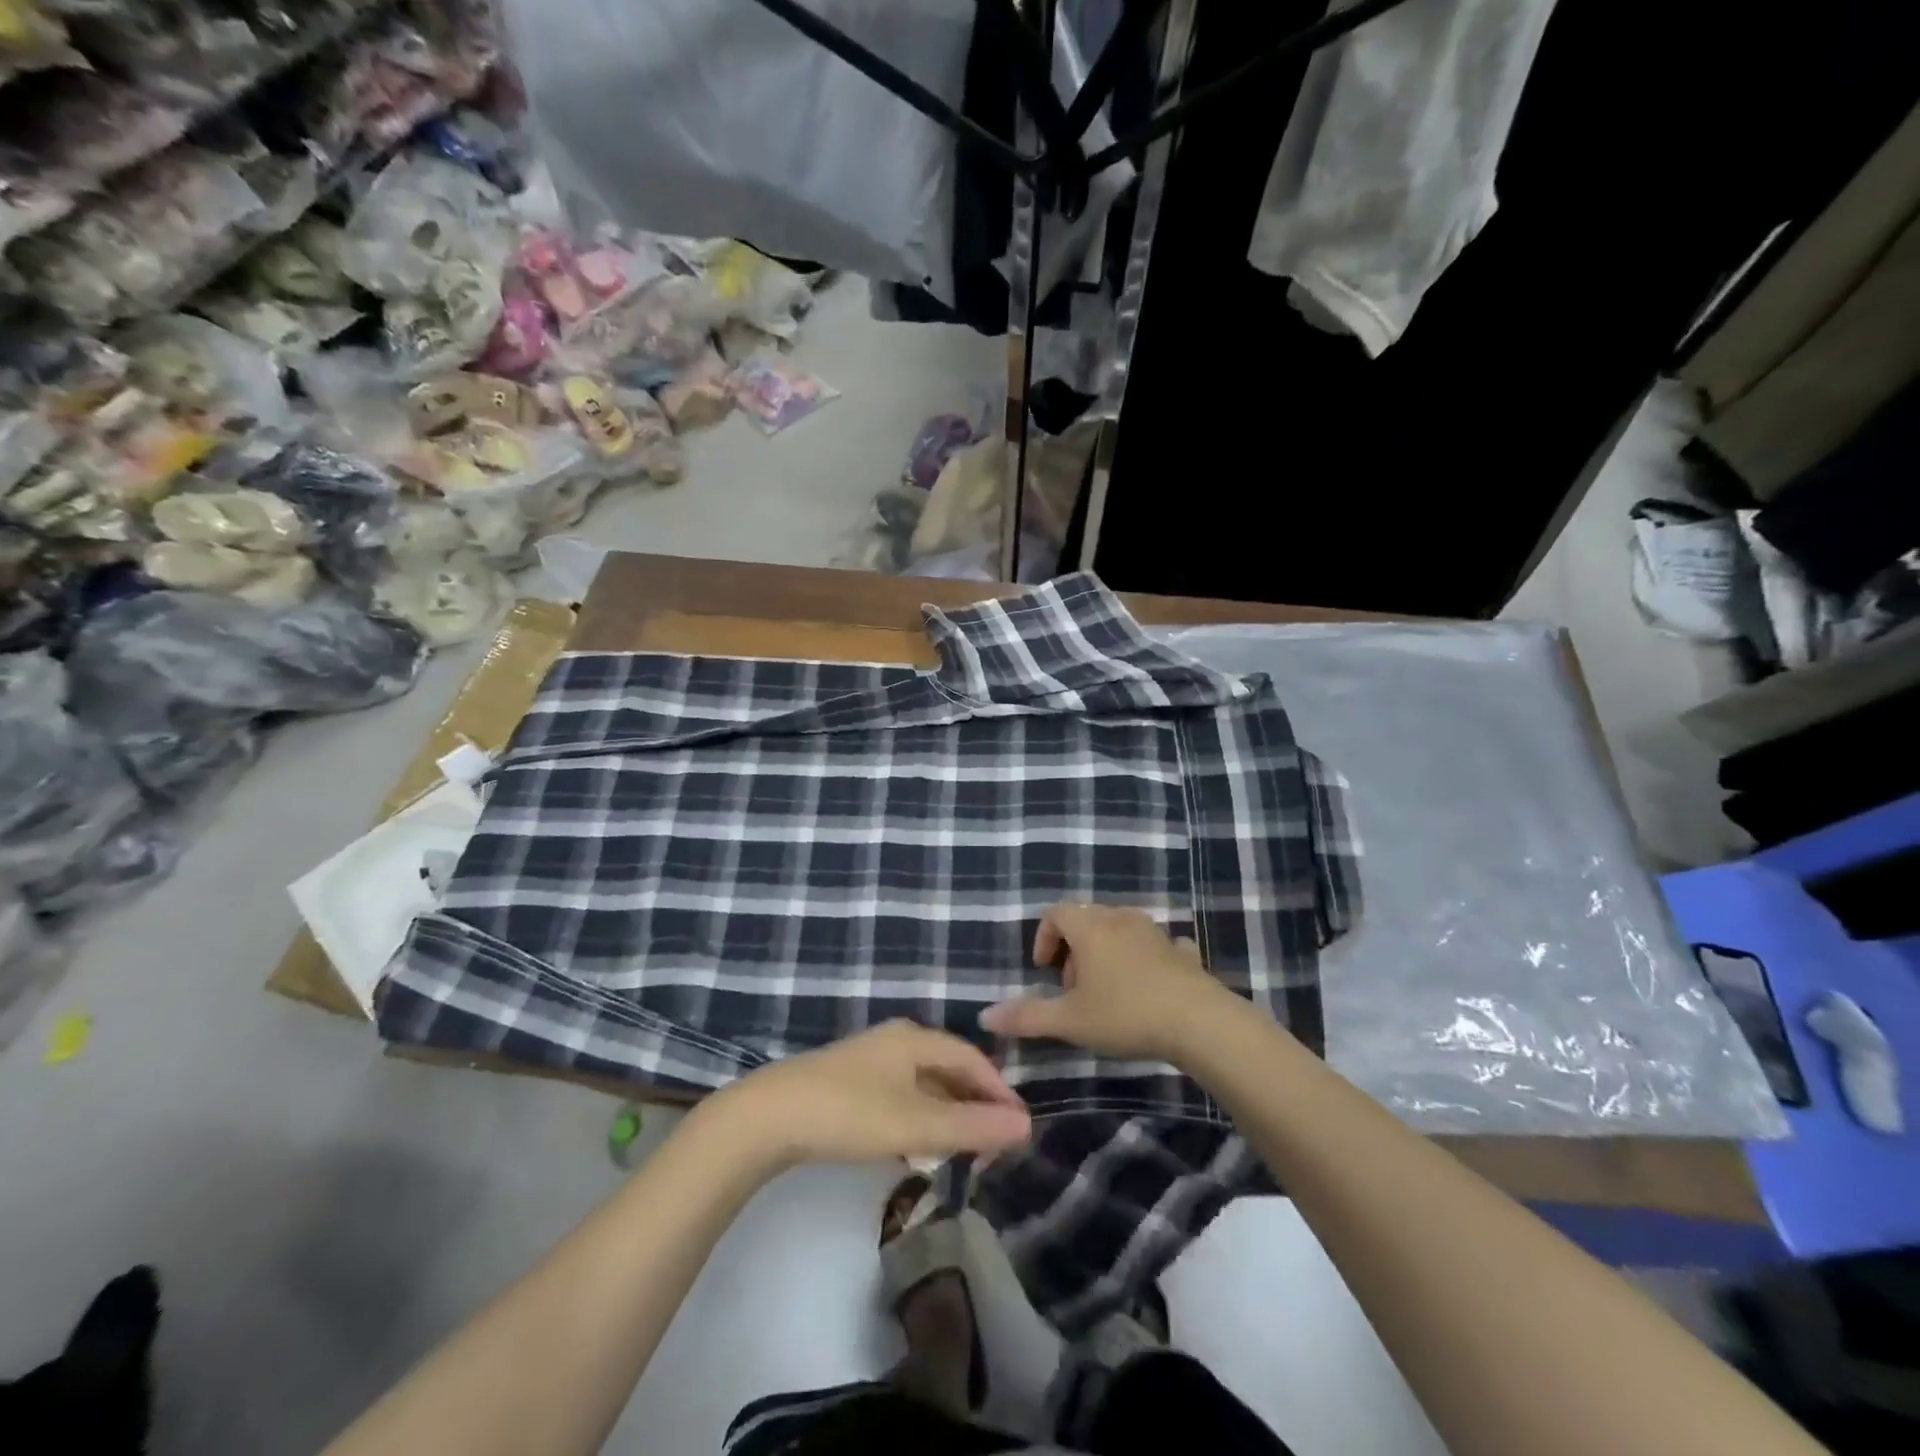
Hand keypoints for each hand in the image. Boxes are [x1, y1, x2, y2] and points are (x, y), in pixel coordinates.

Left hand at [712, 1021, 1031, 1171]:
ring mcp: (868, 1059)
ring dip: (946, 1110)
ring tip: (961, 1145)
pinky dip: (919, 1114)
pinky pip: (899, 1092)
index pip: (971, 1057)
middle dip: (974, 1101)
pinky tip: (914, 1143)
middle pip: (947, 1066)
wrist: (768, 1116)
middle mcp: (895, 1040)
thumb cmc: (850, 1113)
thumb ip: (971, 1126)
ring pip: (922, 1081)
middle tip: (993, 1140)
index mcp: (915, 1039)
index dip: (998, 1089)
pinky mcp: (847, 1081)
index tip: (1018, 1124)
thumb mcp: (916, 1124)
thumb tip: (1026, 1125)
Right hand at [979, 902, 1239, 1061]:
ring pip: (1120, 929)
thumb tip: (985, 1016)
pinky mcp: (1182, 951)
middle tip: (1072, 989)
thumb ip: (1026, 1017)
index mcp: (1090, 927)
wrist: (1198, 1021)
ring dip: (1106, 953)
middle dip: (1073, 949)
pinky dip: (1144, 958)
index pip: (1056, 912)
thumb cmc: (1125, 1014)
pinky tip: (1148, 986)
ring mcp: (1155, 932)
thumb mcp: (1070, 1021)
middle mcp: (1120, 919)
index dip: (1043, 937)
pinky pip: (1155, 945)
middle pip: (1087, 918)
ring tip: (1107, 991)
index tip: (1044, 971)